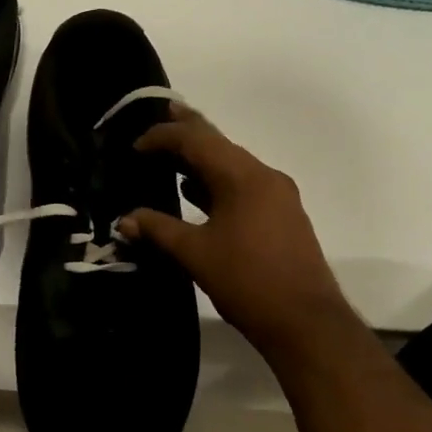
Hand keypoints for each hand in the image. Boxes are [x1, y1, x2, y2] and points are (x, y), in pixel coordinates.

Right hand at [119, 103, 345, 350]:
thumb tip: (125, 220)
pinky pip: (242, 185)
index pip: (197, 141)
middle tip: (165, 108)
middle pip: (219, 143)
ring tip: (173, 153)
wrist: (306, 323)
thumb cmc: (248, 281)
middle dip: (189, 129)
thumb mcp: (195, 254)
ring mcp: (277, 196)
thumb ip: (158, 230)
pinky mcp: (281, 216)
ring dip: (202, 158)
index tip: (135, 145)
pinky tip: (196, 192)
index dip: (164, 137)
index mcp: (243, 177)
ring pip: (232, 165)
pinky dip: (216, 182)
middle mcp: (264, 177)